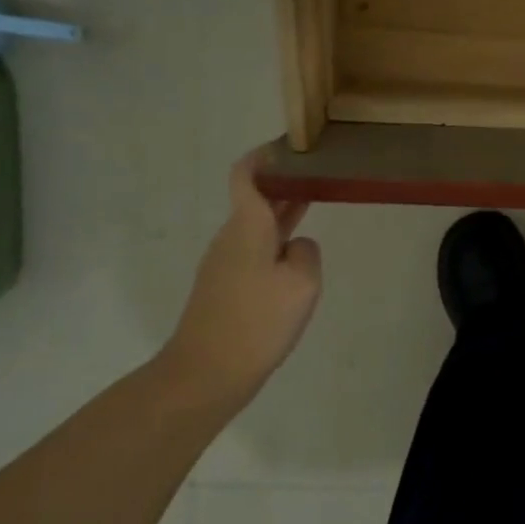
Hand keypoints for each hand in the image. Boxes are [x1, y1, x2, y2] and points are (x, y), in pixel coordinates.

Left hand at [159, 150, 322, 414]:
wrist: (204, 375)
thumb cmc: (256, 321)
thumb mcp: (302, 283)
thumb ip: (307, 253)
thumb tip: (297, 247)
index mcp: (247, 226)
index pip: (246, 175)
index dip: (263, 156)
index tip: (289, 148)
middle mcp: (230, 238)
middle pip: (255, 200)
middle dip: (284, 186)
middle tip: (319, 176)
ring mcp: (222, 265)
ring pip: (256, 228)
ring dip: (282, 217)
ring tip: (314, 212)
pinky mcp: (222, 290)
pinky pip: (253, 254)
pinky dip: (275, 245)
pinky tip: (295, 266)